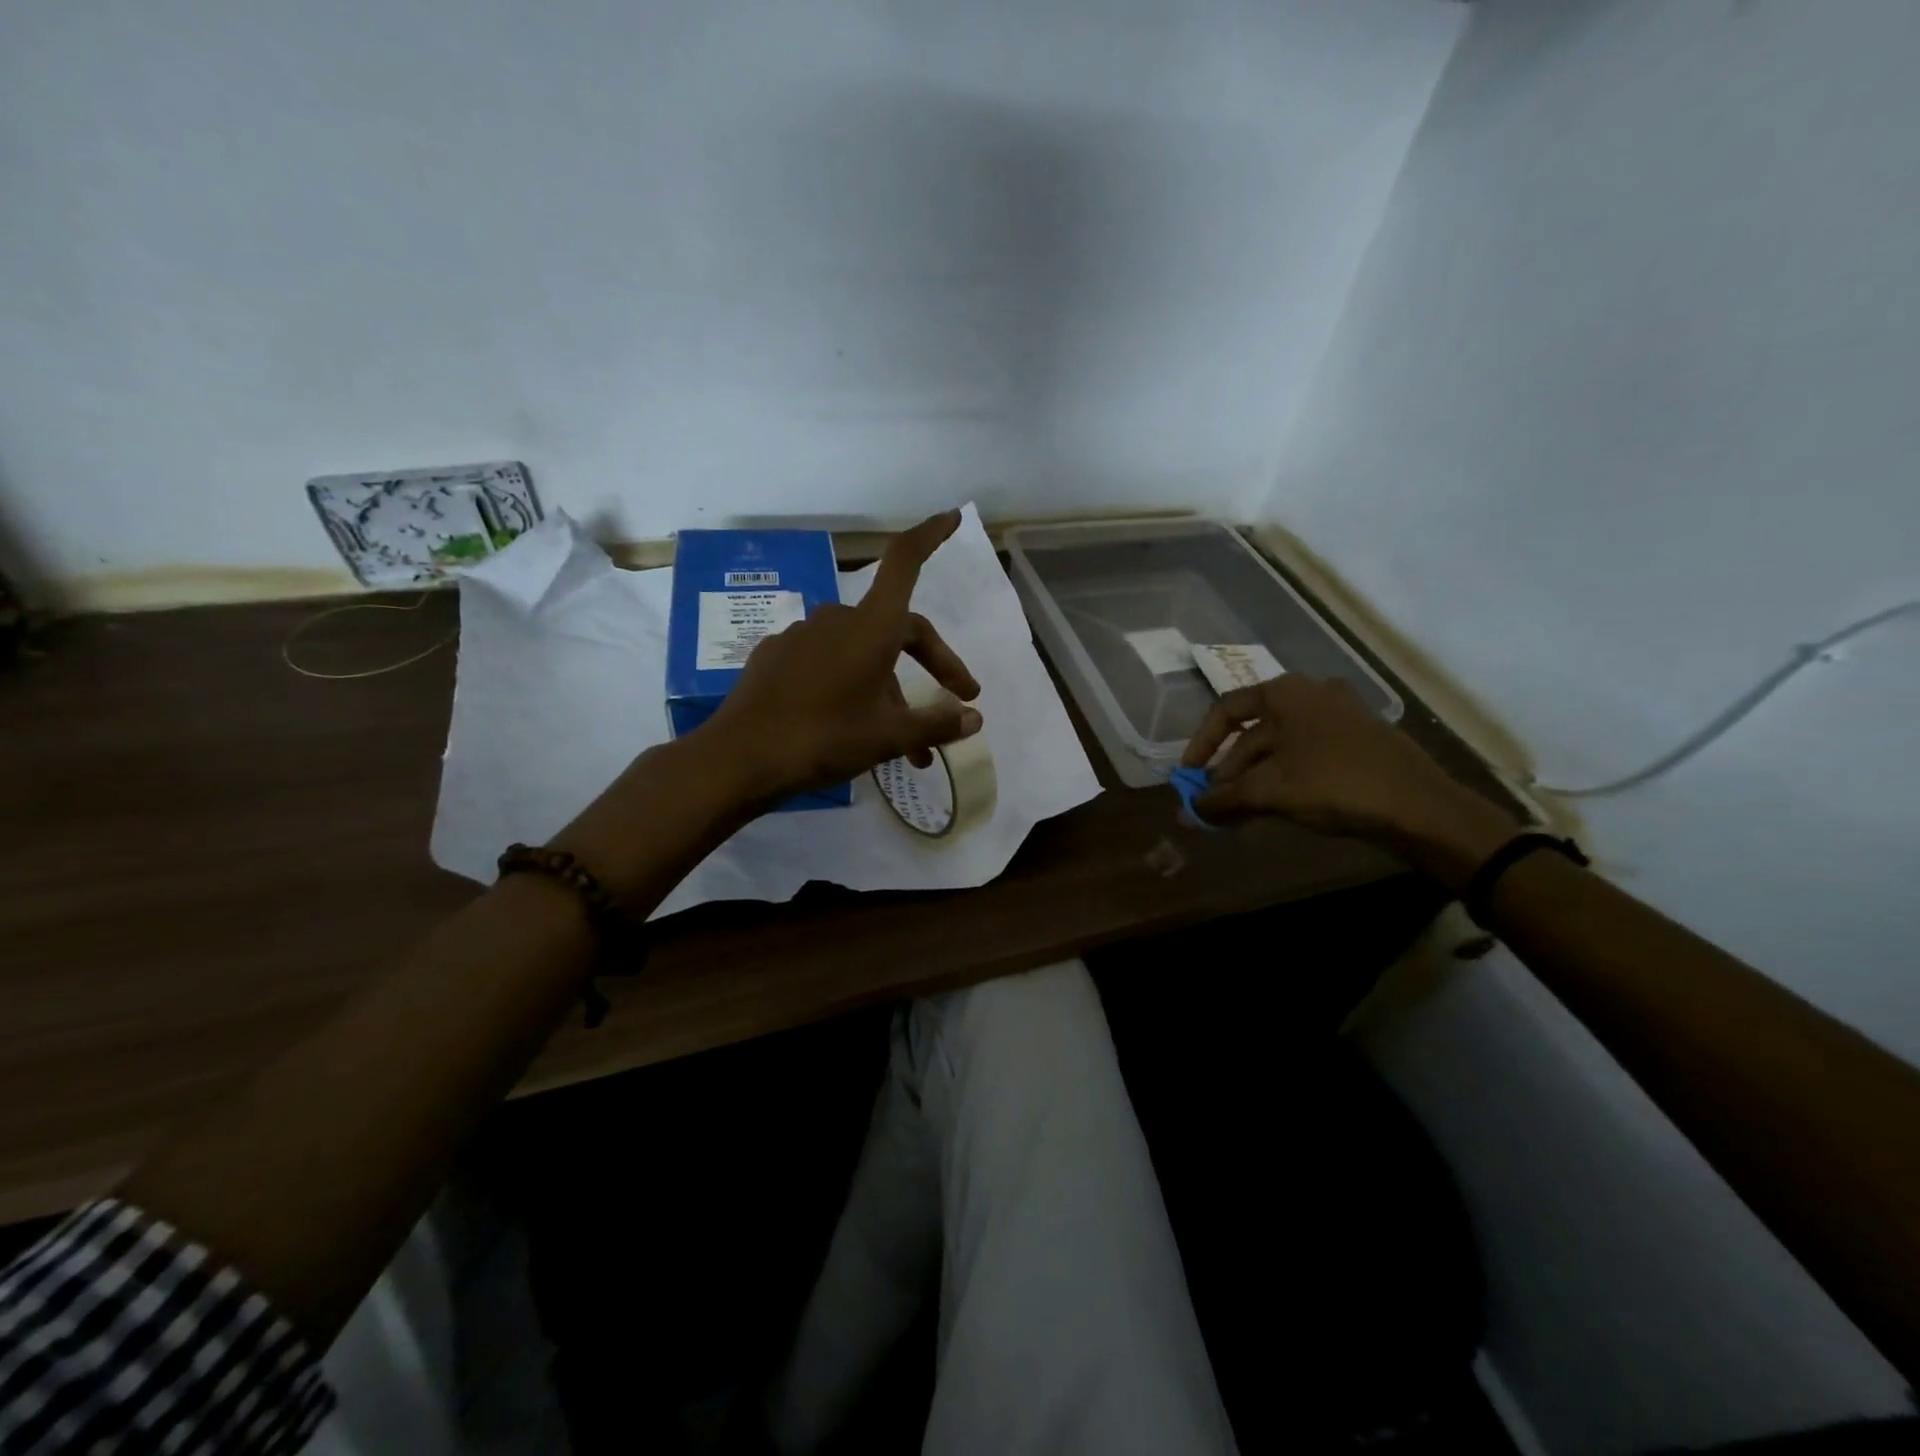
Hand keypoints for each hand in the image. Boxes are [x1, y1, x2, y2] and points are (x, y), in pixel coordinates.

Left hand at [704, 510, 982, 800]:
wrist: (741, 758)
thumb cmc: (825, 738)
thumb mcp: (889, 736)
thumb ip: (936, 724)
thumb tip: (974, 717)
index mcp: (870, 626)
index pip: (905, 562)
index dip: (931, 536)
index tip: (951, 516)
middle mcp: (838, 620)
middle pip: (898, 627)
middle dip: (932, 663)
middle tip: (956, 701)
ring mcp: (802, 636)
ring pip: (863, 654)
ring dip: (890, 689)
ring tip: (905, 744)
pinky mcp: (776, 657)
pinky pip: (827, 665)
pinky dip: (851, 687)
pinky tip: (852, 725)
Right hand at [1184, 675, 1513, 857]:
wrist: (1422, 807)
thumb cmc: (1335, 784)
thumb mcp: (1270, 791)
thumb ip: (1223, 799)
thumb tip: (1187, 811)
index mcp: (1286, 693)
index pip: (1226, 710)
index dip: (1201, 744)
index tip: (1189, 775)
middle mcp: (1311, 695)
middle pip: (1253, 732)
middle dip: (1228, 770)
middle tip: (1213, 804)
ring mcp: (1339, 718)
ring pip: (1280, 748)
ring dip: (1253, 779)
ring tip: (1238, 812)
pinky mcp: (1358, 743)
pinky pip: (1305, 756)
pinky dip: (1283, 779)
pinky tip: (1273, 807)